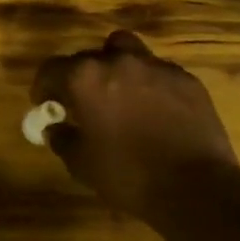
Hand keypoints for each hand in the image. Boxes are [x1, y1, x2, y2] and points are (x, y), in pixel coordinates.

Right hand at [31, 30, 239, 218]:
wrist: (196, 189)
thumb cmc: (128, 175)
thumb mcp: (81, 163)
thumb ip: (62, 138)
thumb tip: (55, 127)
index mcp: (85, 78)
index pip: (51, 69)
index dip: (43, 87)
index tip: (45, 103)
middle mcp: (118, 62)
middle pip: (88, 57)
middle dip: (80, 77)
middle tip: (83, 102)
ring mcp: (156, 67)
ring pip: (126, 51)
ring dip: (116, 67)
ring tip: (120, 94)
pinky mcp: (187, 80)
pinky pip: (158, 71)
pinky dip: (149, 83)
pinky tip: (154, 110)